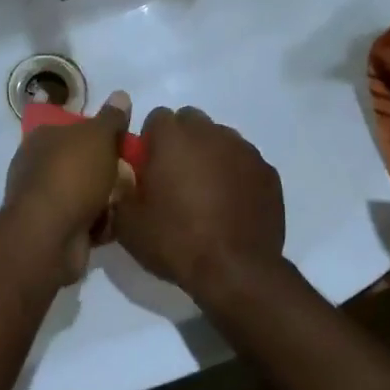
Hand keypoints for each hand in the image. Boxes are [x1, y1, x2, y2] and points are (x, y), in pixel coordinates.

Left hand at [2, 92, 134, 286]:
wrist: (50, 236)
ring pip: (85, 192)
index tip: (123, 141)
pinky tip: (120, 222)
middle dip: (107, 168)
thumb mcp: (98, 137)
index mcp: (42, 138)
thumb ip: (111, 118)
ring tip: (131, 197)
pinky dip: (101, 221)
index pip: (72, 127)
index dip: (99, 133)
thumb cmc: (72, 175)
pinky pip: (86, 220)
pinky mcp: (55, 229)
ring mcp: (44, 200)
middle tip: (133, 171)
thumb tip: (120, 95)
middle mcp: (38, 166)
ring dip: (107, 196)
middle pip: (81, 161)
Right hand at [112, 106, 285, 298]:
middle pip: (191, 122)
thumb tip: (125, 179)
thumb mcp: (128, 223)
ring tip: (206, 193)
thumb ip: (121, 190)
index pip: (156, 118)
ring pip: (220, 139)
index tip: (148, 169)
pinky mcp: (268, 172)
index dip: (150, 142)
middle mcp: (210, 133)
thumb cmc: (176, 241)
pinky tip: (232, 205)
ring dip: (210, 156)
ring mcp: (244, 150)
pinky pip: (245, 162)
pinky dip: (236, 175)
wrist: (235, 271)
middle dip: (181, 142)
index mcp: (173, 137)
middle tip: (175, 178)